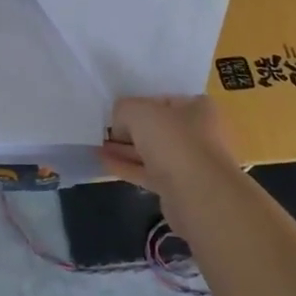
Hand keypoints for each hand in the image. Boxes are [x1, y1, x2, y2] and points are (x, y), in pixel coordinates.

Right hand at [99, 96, 237, 230]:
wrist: (199, 196)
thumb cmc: (173, 141)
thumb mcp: (139, 111)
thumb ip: (123, 109)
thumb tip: (119, 124)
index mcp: (196, 107)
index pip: (161, 100)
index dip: (137, 103)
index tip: (115, 111)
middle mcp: (196, 133)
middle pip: (156, 127)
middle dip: (128, 128)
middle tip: (102, 129)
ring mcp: (188, 162)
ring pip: (151, 151)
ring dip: (124, 148)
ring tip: (96, 145)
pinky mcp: (177, 188)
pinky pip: (147, 172)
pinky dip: (127, 166)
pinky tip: (103, 161)